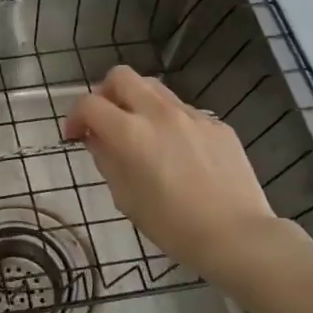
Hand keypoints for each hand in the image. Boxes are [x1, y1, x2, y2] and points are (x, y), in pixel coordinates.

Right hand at [62, 66, 312, 288]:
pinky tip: (179, 153)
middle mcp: (159, 113)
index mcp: (130, 133)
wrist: (238, 236)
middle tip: (107, 121)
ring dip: (138, 102)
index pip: (89, 104)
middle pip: (121, 76)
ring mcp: (192, 115)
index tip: (75, 136)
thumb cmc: (173, 226)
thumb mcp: (126, 198)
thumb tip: (98, 139)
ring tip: (141, 133)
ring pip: (154, 87)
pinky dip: (169, 121)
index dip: (75, 116)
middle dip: (105, 93)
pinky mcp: (217, 124)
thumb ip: (107, 159)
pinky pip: (183, 111)